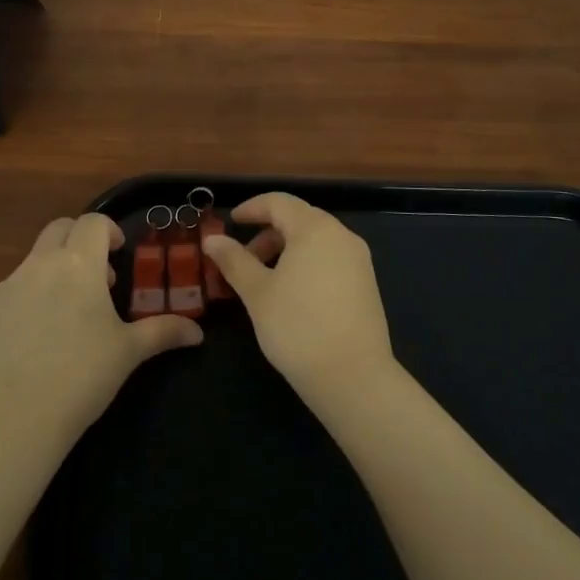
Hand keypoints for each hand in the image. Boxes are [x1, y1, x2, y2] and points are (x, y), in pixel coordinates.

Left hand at [0, 213, 201, 447]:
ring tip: (65, 315)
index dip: (108, 231)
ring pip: (32, 262)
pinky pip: (8, 294)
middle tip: (94, 276)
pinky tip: (32, 342)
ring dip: (52, 273)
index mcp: (78, 264)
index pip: (93, 222)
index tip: (117, 254)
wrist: (15, 417)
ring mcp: (6, 287)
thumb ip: (164, 332)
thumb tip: (198, 333)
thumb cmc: (82, 375)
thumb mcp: (129, 352)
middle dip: (78, 241)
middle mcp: (40, 265)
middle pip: (58, 229)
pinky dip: (25, 303)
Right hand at [203, 193, 395, 408]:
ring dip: (286, 249)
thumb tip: (212, 240)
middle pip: (299, 219)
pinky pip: (331, 258)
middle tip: (243, 259)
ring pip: (316, 240)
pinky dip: (306, 263)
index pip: (279, 202)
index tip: (231, 221)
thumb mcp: (257, 293)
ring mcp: (358, 259)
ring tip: (264, 280)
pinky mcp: (366, 283)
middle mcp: (341, 235)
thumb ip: (234, 260)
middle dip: (268, 233)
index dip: (251, 208)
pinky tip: (292, 293)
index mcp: (315, 229)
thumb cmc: (297, 327)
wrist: (353, 377)